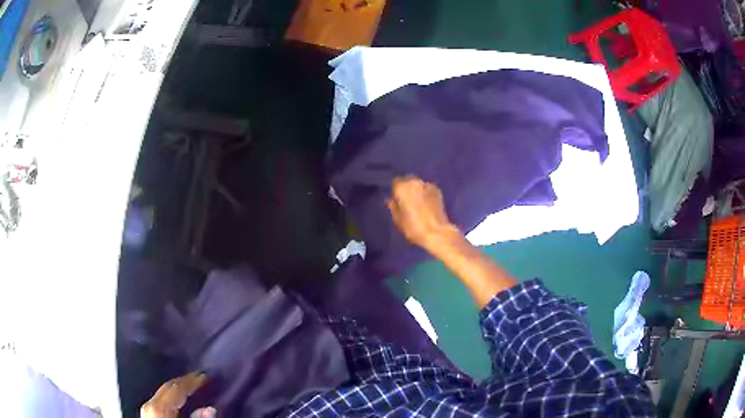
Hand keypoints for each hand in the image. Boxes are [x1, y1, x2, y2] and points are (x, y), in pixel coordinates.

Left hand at [140, 372, 214, 417]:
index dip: (192, 380)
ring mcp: (147, 411)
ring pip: (163, 394)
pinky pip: (161, 402)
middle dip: (184, 383)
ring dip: (178, 391)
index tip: (205, 375)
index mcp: (158, 407)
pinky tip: (179, 403)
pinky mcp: (148, 416)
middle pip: (167, 388)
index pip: (176, 387)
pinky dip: (172, 400)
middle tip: (200, 378)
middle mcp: (150, 404)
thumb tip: (209, 410)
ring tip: (191, 388)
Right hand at [387, 176, 459, 250]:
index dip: (395, 192)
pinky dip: (426, 194)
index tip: (396, 201)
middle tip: (407, 202)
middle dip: (407, 189)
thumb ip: (393, 206)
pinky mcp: (438, 191)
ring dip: (417, 191)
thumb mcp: (397, 219)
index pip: (395, 183)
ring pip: (419, 185)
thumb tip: (391, 200)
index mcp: (402, 187)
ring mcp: (428, 185)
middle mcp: (414, 182)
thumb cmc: (412, 227)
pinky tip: (427, 204)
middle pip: (408, 181)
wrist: (436, 232)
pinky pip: (428, 189)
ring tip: (418, 203)